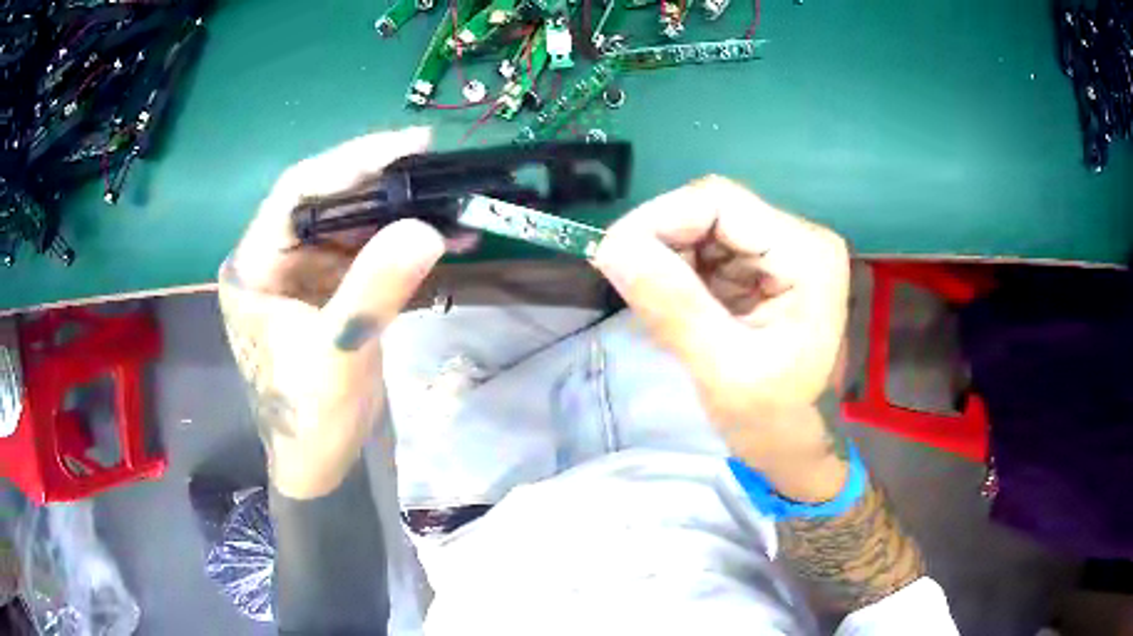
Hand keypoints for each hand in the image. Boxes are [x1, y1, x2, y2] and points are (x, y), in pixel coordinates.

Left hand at [218, 128, 444, 498]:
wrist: (319, 460)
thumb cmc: (307, 415)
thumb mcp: (336, 354)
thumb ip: (374, 290)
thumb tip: (427, 228)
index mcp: (254, 266)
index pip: (297, 192)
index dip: (352, 161)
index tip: (410, 145)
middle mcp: (276, 258)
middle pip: (330, 201)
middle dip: (385, 184)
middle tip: (440, 166)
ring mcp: (306, 272)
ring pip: (356, 223)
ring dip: (404, 215)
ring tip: (456, 202)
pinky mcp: (333, 288)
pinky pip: (372, 253)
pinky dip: (409, 246)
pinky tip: (451, 238)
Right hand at [593, 176, 850, 501]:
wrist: (801, 446)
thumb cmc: (775, 421)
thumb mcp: (723, 371)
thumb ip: (672, 306)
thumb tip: (611, 247)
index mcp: (805, 255)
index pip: (719, 202)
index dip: (657, 218)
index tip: (610, 256)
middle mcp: (800, 238)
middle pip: (711, 210)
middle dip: (663, 244)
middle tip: (634, 292)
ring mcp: (784, 250)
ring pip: (705, 228)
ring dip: (669, 261)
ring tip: (662, 311)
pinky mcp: (767, 267)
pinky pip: (710, 252)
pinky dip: (682, 275)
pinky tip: (681, 311)